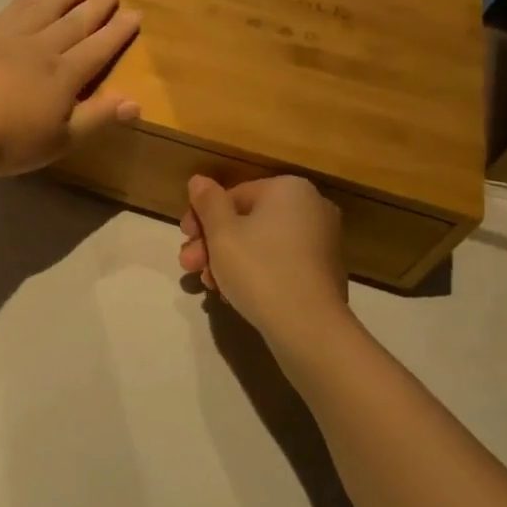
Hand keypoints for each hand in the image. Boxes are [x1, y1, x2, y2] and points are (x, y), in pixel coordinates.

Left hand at [0, 0, 141, 176]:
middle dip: (97, 4)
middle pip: (74, 21)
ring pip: (44, 8)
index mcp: (63, 76)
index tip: (135, 13)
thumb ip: (96, 118)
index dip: (117, 32)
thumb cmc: (5, 140)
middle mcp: (41, 48)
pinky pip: (12, 9)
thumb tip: (134, 101)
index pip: (98, 49)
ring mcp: (9, 38)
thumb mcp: (58, 141)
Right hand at [179, 175, 349, 342]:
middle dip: (212, 244)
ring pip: (259, 244)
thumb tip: (198, 180)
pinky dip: (253, 273)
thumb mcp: (222, 233)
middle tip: (188, 265)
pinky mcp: (321, 271)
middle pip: (246, 220)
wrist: (308, 326)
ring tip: (208, 285)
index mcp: (289, 189)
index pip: (232, 195)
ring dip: (227, 261)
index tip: (184, 239)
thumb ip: (208, 202)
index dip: (201, 217)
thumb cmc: (259, 269)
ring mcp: (320, 241)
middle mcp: (311, 207)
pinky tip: (232, 294)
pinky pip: (278, 263)